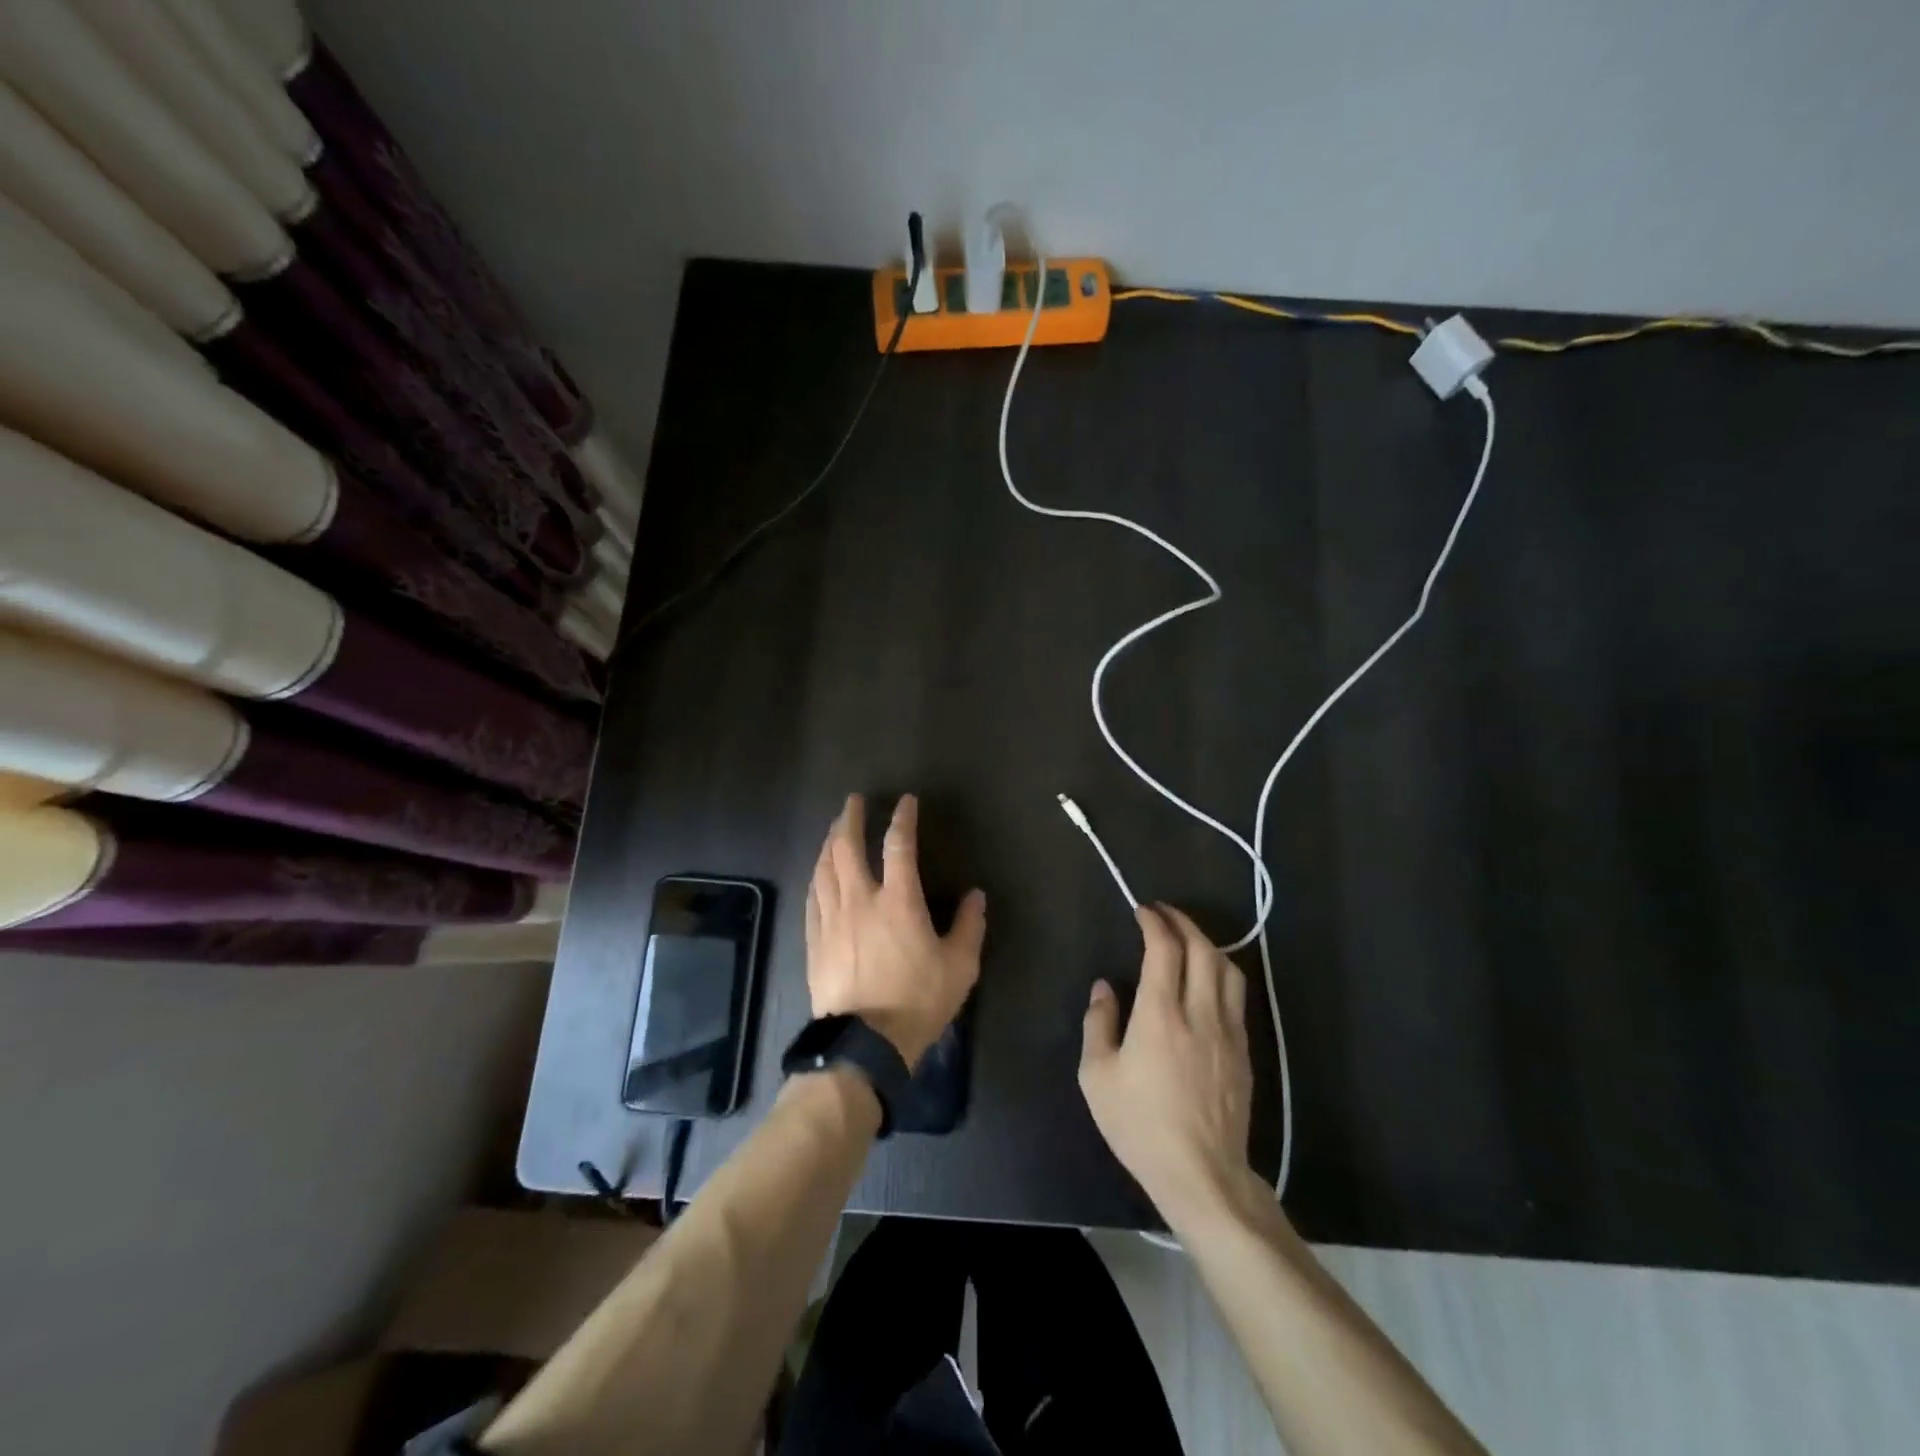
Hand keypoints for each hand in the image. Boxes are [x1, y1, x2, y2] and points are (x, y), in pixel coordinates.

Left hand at [805, 793, 986, 1069]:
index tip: (904, 801)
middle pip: (847, 847)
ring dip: (829, 842)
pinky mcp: (815, 940)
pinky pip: (812, 897)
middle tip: (853, 803)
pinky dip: (816, 876)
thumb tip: (976, 896)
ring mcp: (832, 919)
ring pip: (824, 868)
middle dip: (850, 819)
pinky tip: (818, 873)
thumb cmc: (917, 1001)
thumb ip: (969, 927)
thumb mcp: (959, 967)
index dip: (902, 818)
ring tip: (833, 830)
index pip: (898, 845)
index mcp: (898, 901)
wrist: (864, 1043)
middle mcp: (860, 900)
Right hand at [1079, 903, 1255, 1227]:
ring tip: (1187, 939)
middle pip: (1202, 949)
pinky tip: (1207, 980)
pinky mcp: (1244, 1051)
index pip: (1165, 949)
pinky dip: (1221, 973)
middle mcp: (1200, 1013)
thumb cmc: (1140, 1125)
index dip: (1155, 922)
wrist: (1201, 1173)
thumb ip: (1099, 1024)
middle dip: (1183, 922)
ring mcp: (1228, 1031)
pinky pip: (1236, 996)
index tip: (1142, 911)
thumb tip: (1105, 988)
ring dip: (1207, 944)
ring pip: (1228, 969)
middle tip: (1163, 913)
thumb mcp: (1097, 1076)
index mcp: (1160, 1015)